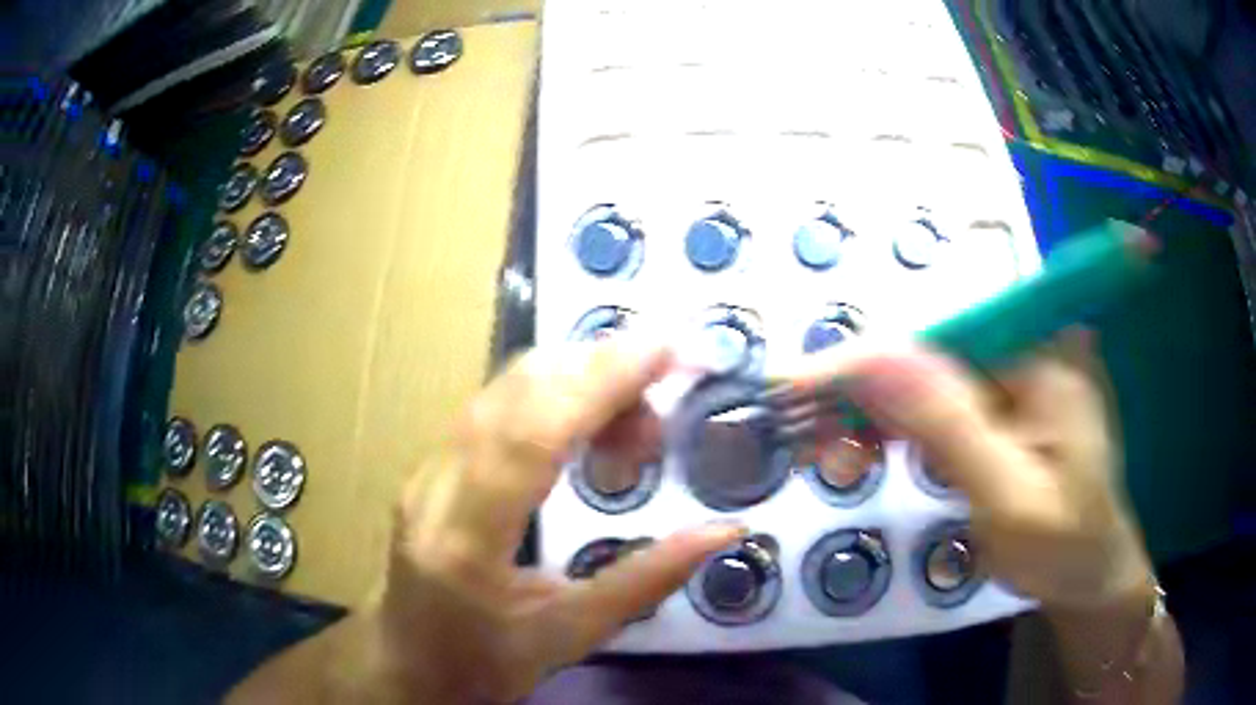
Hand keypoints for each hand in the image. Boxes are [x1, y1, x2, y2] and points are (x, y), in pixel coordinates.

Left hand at [373, 340, 743, 702]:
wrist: (408, 660)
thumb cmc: (484, 663)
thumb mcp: (571, 636)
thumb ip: (648, 581)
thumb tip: (724, 530)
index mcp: (466, 541)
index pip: (532, 436)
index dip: (601, 383)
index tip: (665, 350)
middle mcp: (436, 487)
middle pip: (515, 393)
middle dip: (599, 373)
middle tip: (662, 406)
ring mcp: (427, 468)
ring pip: (504, 388)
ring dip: (577, 383)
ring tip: (633, 430)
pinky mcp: (432, 463)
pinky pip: (495, 405)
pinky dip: (552, 398)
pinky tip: (587, 429)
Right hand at [800, 332, 1150, 608]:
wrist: (1090, 576)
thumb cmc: (1062, 547)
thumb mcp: (1010, 497)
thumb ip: (951, 425)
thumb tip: (877, 355)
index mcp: (1043, 356)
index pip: (940, 337)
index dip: (865, 359)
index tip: (794, 386)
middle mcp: (1028, 349)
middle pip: (927, 354)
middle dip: (862, 394)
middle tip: (801, 435)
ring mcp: (1015, 378)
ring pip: (925, 380)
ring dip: (872, 414)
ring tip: (824, 451)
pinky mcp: (1001, 407)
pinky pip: (938, 407)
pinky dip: (896, 430)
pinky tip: (866, 451)